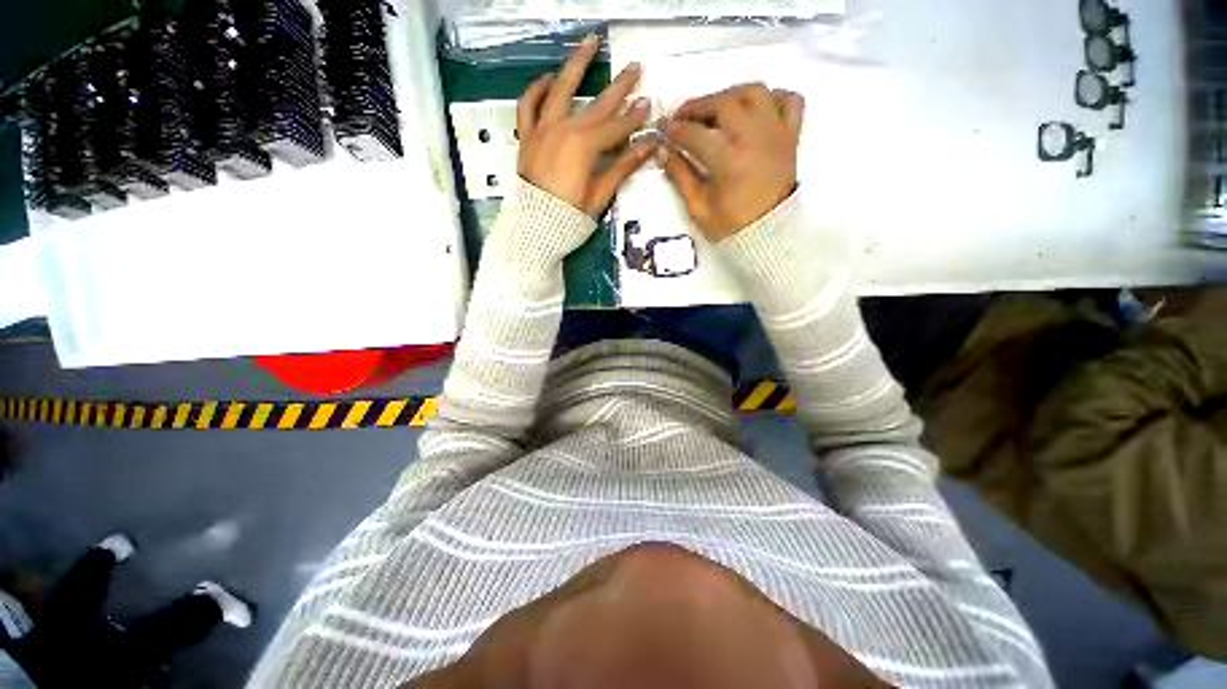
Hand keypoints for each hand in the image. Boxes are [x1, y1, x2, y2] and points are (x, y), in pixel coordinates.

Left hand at [517, 35, 660, 217]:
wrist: (534, 227)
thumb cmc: (569, 218)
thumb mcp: (599, 196)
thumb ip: (622, 167)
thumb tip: (648, 146)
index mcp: (584, 147)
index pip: (616, 127)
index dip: (634, 118)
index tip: (649, 105)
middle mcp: (564, 130)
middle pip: (596, 104)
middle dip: (619, 87)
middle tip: (635, 68)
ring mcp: (542, 130)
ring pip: (560, 90)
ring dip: (576, 65)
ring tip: (589, 43)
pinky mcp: (527, 137)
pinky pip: (528, 106)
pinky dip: (537, 89)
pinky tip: (548, 78)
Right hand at [663, 84, 804, 241]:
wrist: (768, 235)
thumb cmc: (731, 225)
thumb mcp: (699, 208)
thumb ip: (681, 177)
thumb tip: (664, 152)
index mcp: (730, 162)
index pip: (697, 134)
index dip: (677, 129)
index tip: (665, 130)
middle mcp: (754, 140)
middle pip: (725, 103)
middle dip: (698, 105)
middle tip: (684, 116)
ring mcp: (776, 134)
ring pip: (755, 92)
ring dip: (731, 95)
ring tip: (716, 109)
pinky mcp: (791, 136)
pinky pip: (789, 100)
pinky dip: (772, 97)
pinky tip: (754, 110)